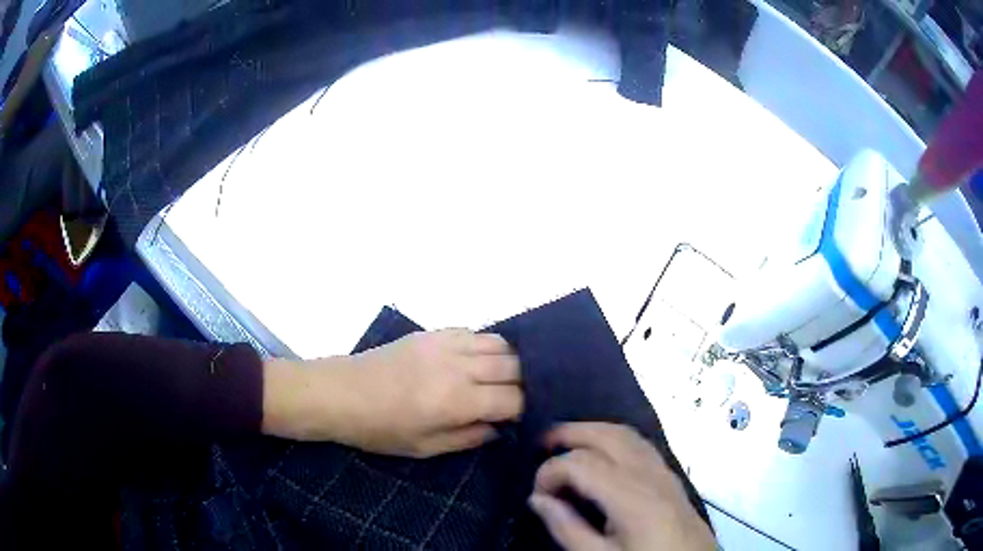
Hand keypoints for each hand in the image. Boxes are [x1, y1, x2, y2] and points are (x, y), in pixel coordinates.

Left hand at [262, 329, 522, 457]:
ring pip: (500, 343)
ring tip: (503, 379)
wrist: (339, 392)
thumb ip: (470, 437)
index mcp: (456, 400)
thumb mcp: (425, 448)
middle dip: (524, 384)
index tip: (522, 420)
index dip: (525, 410)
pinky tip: (478, 361)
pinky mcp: (432, 332)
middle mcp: (458, 365)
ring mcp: (445, 343)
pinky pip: (474, 332)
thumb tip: (500, 427)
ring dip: (510, 361)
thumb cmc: (379, 429)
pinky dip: (486, 346)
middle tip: (517, 400)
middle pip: (514, 366)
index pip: (513, 399)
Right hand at [529, 423, 714, 550]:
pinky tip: (601, 453)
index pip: (580, 463)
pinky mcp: (671, 476)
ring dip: (592, 431)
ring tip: (566, 442)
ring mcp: (664, 471)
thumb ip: (567, 529)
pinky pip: (640, 443)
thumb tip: (538, 499)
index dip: (550, 472)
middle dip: (570, 433)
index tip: (537, 494)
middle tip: (541, 444)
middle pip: (607, 434)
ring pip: (626, 433)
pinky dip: (613, 438)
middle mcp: (650, 474)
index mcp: (631, 497)